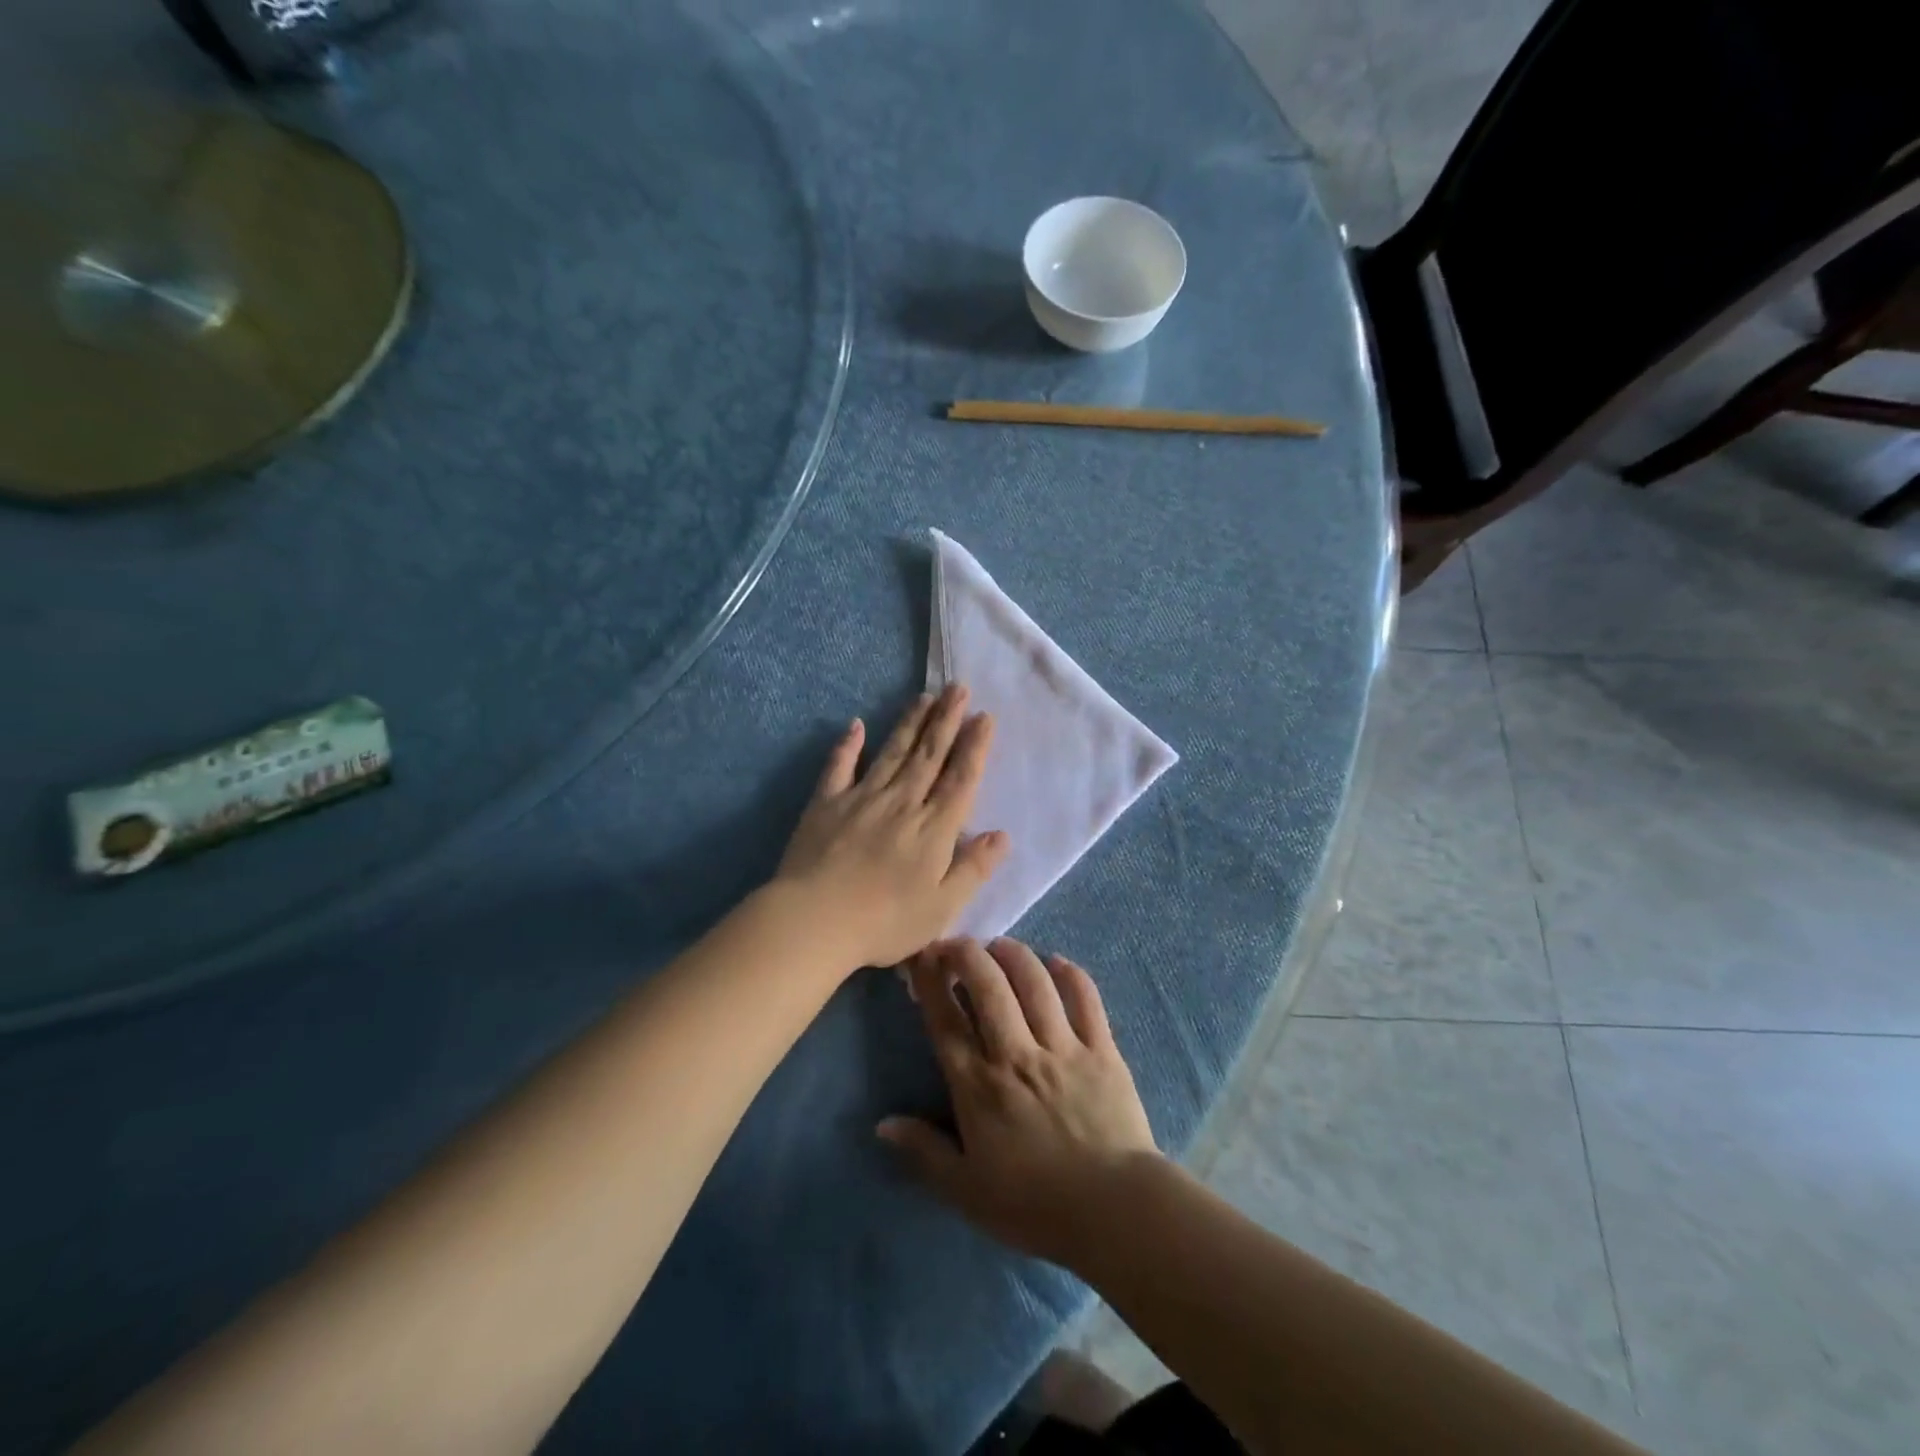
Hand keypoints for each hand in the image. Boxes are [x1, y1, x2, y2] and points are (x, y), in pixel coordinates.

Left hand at [775, 685, 1008, 970]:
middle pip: (929, 754)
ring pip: (892, 752)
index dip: (974, 746)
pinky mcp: (826, 803)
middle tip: (957, 688)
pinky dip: (848, 745)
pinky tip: (856, 725)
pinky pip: (840, 767)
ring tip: (924, 696)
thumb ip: (973, 868)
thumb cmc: (886, 922)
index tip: (984, 717)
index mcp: (934, 828)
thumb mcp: (943, 907)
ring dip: (910, 723)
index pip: (961, 778)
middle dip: (946, 720)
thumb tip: (1002, 835)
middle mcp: (902, 802)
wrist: (815, 920)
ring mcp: (862, 798)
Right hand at [877, 938, 1160, 1269]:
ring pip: (1034, 982)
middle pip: (988, 986)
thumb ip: (924, 1152)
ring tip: (1000, 945)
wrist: (1115, 1213)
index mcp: (979, 1087)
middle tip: (957, 943)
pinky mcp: (1102, 1049)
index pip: (946, 1021)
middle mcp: (1016, 1054)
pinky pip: (1085, 998)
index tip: (922, 956)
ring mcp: (1062, 1047)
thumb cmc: (1034, 1206)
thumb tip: (882, 1123)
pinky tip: (1056, 961)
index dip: (931, 982)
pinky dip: (1070, 974)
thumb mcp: (966, 1191)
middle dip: (967, 954)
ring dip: (1013, 955)